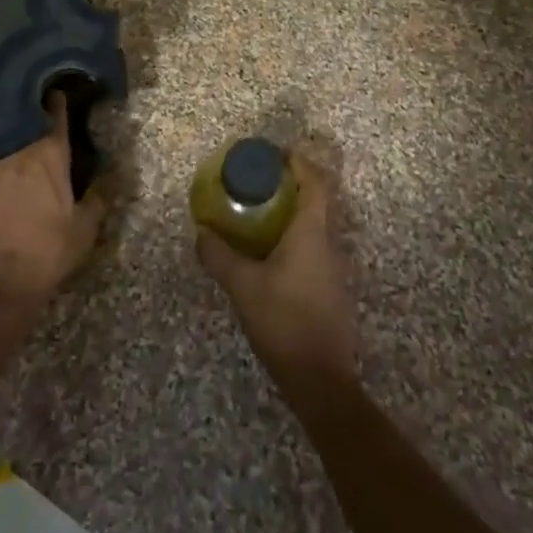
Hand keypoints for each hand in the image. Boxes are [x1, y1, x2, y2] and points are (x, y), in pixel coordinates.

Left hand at [0, 92, 104, 310]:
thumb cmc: (48, 252)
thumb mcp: (85, 229)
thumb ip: (99, 196)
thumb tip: (115, 172)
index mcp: (51, 155)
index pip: (57, 116)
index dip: (57, 102)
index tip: (54, 91)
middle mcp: (18, 149)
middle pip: (21, 117)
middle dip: (24, 108)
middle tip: (24, 102)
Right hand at [196, 153, 357, 395]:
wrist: (320, 379)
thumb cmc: (283, 321)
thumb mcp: (243, 286)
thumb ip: (219, 256)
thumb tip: (201, 232)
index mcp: (311, 233)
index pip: (314, 183)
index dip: (299, 163)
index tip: (277, 154)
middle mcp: (327, 243)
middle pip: (316, 201)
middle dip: (290, 186)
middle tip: (259, 182)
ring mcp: (332, 268)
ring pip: (314, 226)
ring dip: (291, 213)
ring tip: (258, 213)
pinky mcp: (329, 289)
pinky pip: (312, 248)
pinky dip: (293, 238)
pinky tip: (268, 253)